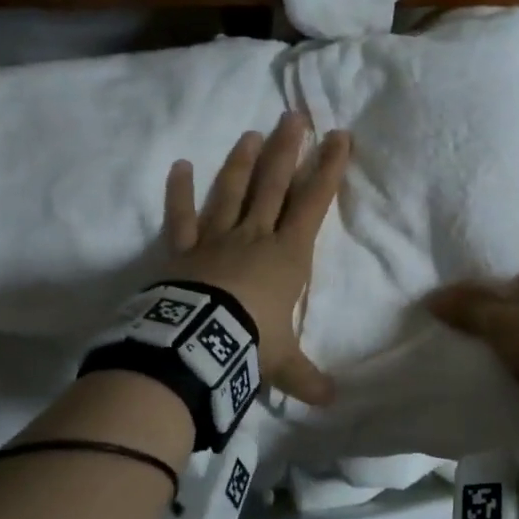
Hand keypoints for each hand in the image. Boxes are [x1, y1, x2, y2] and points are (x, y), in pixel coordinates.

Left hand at [165, 112, 351, 406]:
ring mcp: (216, 239)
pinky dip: (180, 192)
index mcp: (287, 255)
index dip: (328, 169)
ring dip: (243, 162)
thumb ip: (307, 378)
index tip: (339, 137)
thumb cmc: (251, 343)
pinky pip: (181, 217)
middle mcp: (255, 236)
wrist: (198, 344)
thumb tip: (332, 403)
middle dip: (288, 149)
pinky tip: (181, 165)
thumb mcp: (283, 363)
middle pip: (274, 184)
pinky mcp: (184, 250)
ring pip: (233, 191)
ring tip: (252, 133)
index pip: (313, 203)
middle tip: (294, 116)